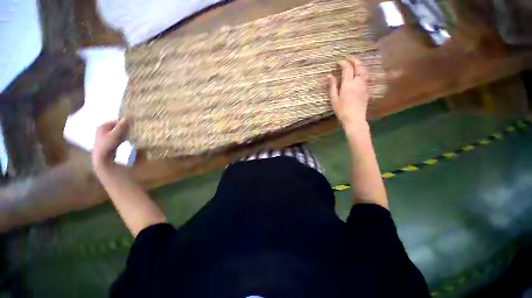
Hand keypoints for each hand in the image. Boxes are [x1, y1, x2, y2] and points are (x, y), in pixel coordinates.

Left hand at [92, 118, 128, 169]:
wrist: (101, 157)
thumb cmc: (107, 144)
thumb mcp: (115, 134)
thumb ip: (122, 126)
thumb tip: (129, 116)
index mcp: (103, 126)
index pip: (117, 121)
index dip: (125, 123)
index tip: (133, 126)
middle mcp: (103, 129)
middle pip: (117, 127)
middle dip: (125, 128)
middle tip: (134, 131)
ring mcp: (105, 136)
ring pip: (118, 132)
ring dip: (124, 133)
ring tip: (132, 136)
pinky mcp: (108, 142)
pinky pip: (117, 137)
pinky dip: (122, 138)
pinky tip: (127, 141)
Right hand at [326, 57, 368, 127]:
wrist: (354, 118)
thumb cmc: (341, 110)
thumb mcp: (334, 99)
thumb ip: (332, 86)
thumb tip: (328, 75)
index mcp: (348, 84)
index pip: (347, 69)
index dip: (343, 63)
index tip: (339, 62)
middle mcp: (358, 82)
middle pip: (359, 66)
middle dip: (354, 60)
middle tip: (348, 58)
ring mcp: (364, 86)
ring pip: (364, 71)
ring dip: (360, 65)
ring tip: (355, 63)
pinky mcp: (367, 90)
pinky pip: (366, 77)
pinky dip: (362, 71)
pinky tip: (359, 73)